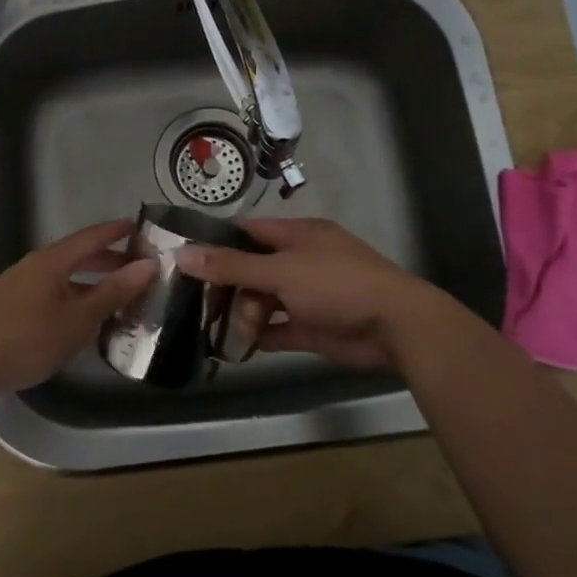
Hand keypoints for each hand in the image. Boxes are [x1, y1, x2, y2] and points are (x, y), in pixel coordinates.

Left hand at [0, 220, 157, 398]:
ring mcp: (17, 286)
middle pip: (76, 255)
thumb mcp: (78, 319)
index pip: (91, 237)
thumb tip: (148, 264)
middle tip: (135, 267)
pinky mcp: (6, 307)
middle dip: (107, 260)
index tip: (139, 226)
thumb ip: (113, 292)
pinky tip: (76, 317)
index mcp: (52, 261)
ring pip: (61, 276)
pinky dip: (71, 295)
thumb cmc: (26, 339)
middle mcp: (33, 266)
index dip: (115, 231)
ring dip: (89, 281)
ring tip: (113, 295)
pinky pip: (48, 291)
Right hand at [177, 217, 451, 370]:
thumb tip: (182, 253)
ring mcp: (309, 295)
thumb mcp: (280, 271)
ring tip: (242, 329)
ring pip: (265, 300)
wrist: (395, 327)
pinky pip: (280, 328)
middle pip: (253, 269)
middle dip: (232, 287)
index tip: (188, 260)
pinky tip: (245, 345)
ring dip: (248, 314)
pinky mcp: (315, 327)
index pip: (249, 231)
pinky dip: (264, 335)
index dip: (219, 243)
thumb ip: (232, 266)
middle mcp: (302, 261)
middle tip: (209, 306)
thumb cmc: (337, 285)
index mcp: (298, 236)